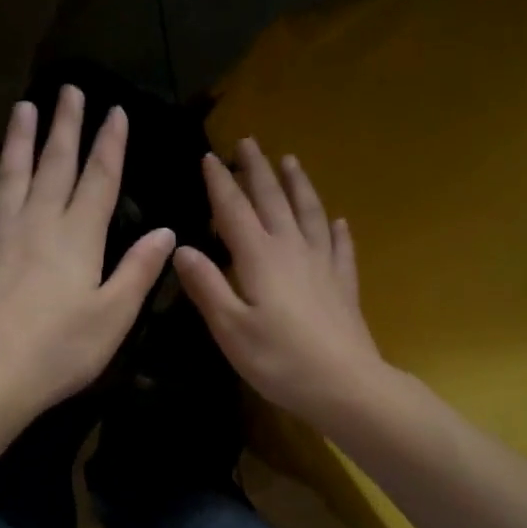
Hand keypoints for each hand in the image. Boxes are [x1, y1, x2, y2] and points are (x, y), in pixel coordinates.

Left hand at [0, 85, 175, 417]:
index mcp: (80, 238)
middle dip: (66, 127)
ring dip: (19, 141)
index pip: (100, 180)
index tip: (115, 111)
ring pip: (11, 178)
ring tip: (24, 107)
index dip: (110, 144)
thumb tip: (166, 231)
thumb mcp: (114, 315)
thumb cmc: (60, 351)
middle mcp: (39, 225)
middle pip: (55, 166)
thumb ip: (139, 270)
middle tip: (69, 89)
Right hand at [173, 138, 388, 424]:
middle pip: (273, 200)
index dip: (220, 183)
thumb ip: (206, 286)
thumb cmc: (280, 361)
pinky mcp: (343, 284)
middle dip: (258, 170)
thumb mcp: (231, 329)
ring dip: (298, 185)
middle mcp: (292, 250)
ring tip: (291, 161)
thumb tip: (181, 248)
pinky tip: (339, 221)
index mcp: (259, 258)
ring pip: (310, 213)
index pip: (234, 210)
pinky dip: (337, 231)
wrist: (345, 385)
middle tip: (249, 142)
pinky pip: (341, 247)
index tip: (209, 156)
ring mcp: (323, 265)